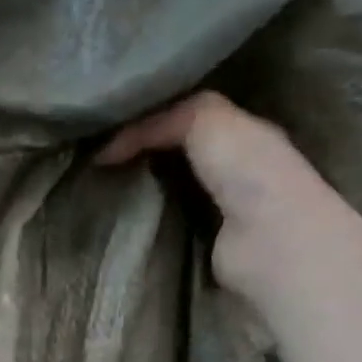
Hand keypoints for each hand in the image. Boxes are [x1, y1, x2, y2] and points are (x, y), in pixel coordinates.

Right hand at [101, 92, 333, 301]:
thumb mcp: (205, 118)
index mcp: (241, 132)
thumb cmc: (247, 172)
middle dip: (139, 155)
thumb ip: (160, 121)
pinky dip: (141, 223)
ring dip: (137, 192)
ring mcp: (218, 210)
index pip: (188, 115)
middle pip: (175, 155)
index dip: (150, 117)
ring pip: (167, 191)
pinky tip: (115, 218)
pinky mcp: (201, 246)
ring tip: (96, 188)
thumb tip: (106, 150)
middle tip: (93, 158)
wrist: (268, 241)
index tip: (106, 126)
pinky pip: (164, 226)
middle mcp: (232, 169)